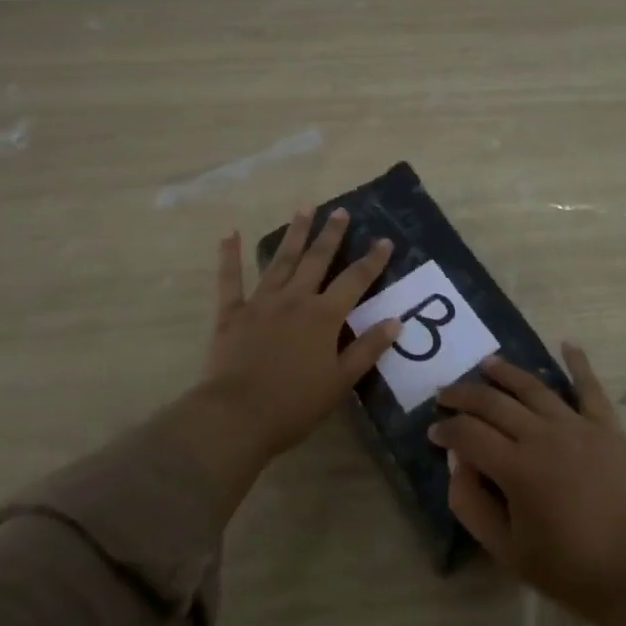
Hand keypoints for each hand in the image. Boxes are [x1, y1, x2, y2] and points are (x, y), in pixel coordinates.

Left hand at [199, 206, 399, 456]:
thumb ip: (367, 349)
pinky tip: (230, 234)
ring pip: (281, 261)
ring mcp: (261, 303)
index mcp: (324, 316)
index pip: (355, 280)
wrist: (236, 416)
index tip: (385, 240)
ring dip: (294, 234)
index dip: (372, 260)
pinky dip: (230, 256)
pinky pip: (230, 280)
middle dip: (331, 235)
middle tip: (340, 211)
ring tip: (304, 208)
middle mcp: (295, 299)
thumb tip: (395, 321)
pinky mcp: (232, 314)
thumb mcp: (341, 381)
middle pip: (317, 260)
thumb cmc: (294, 404)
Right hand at [429, 347, 625, 625]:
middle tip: (445, 393)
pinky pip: (589, 387)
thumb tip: (456, 461)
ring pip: (533, 387)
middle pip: (494, 403)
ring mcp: (578, 426)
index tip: (432, 430)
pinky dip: (578, 363)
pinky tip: (567, 344)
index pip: (469, 434)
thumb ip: (471, 504)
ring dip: (506, 373)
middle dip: (464, 396)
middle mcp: (543, 435)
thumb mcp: (506, 549)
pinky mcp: (606, 426)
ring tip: (486, 364)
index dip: (446, 429)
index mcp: (517, 468)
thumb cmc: (566, 568)